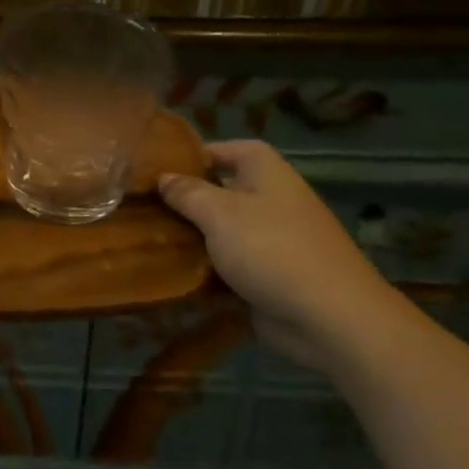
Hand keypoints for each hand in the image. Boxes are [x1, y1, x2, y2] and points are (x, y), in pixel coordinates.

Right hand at [159, 140, 410, 368]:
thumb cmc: (272, 249)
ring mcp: (267, 238)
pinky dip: (202, 267)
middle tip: (138, 206)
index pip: (220, 149)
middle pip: (216, 190)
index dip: (187, 155)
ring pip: (217, 229)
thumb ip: (186, 192)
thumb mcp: (220, 213)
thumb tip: (163, 177)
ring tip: (142, 238)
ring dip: (188, 237)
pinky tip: (166, 271)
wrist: (330, 319)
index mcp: (263, 170)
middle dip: (180, 200)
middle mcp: (267, 197)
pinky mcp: (264, 274)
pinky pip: (225, 263)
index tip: (150, 170)